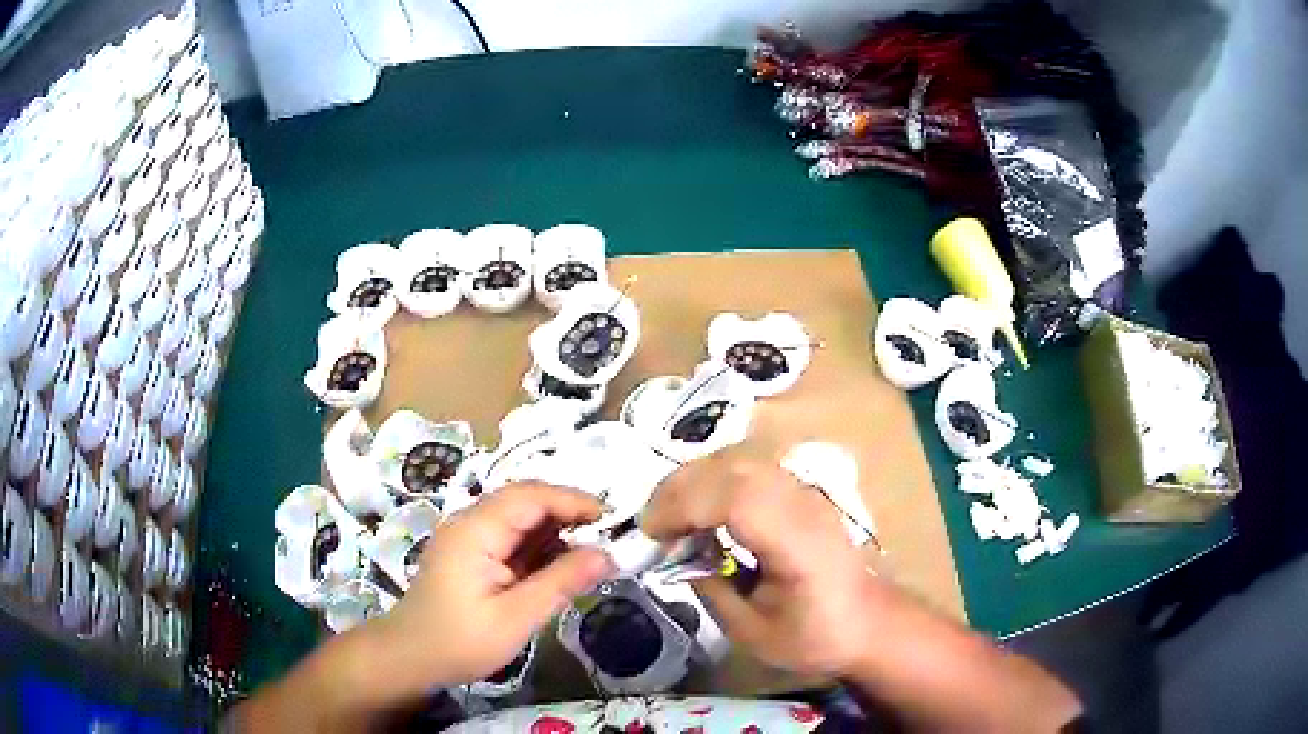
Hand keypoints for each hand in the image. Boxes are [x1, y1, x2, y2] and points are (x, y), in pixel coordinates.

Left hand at [370, 482, 613, 691]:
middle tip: (610, 538)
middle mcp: (471, 522)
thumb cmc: (458, 641)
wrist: (409, 658)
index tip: (614, 520)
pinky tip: (561, 568)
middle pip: (527, 501)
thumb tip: (608, 555)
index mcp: (475, 529)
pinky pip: (512, 539)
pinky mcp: (472, 554)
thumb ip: (561, 583)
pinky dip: (540, 548)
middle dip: (570, 514)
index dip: (574, 501)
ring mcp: (469, 537)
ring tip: (593, 554)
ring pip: (521, 519)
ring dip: (557, 532)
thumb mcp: (515, 618)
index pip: (531, 496)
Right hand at [641, 450, 886, 676]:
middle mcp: (804, 505)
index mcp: (799, 544)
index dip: (685, 505)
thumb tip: (678, 556)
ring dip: (696, 480)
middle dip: (681, 487)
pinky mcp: (802, 491)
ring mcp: (806, 492)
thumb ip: (712, 589)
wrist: (870, 623)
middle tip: (651, 523)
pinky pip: (750, 469)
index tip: (650, 533)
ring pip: (740, 460)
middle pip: (734, 468)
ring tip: (669, 514)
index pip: (737, 498)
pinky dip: (715, 481)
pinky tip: (702, 509)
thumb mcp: (753, 632)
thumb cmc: (816, 637)